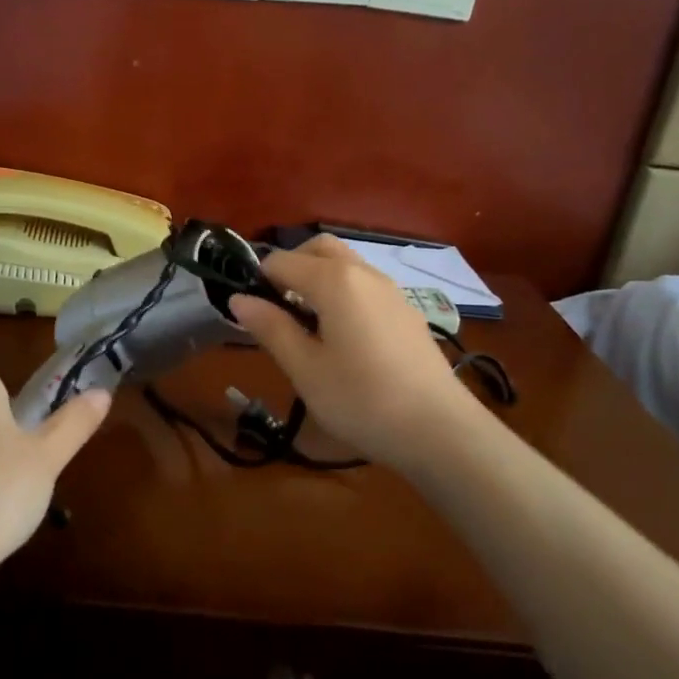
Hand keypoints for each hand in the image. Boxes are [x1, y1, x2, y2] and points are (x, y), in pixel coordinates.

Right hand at [229, 235, 475, 469]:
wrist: (440, 430)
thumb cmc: (362, 400)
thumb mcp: (305, 369)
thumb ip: (271, 328)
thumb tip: (238, 299)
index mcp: (334, 280)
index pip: (281, 261)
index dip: (258, 282)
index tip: (251, 315)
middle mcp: (363, 272)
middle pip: (317, 248)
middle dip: (290, 267)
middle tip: (276, 309)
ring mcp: (390, 290)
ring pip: (345, 263)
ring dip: (317, 278)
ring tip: (306, 324)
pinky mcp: (406, 310)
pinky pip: (364, 284)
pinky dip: (342, 292)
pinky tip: (342, 336)